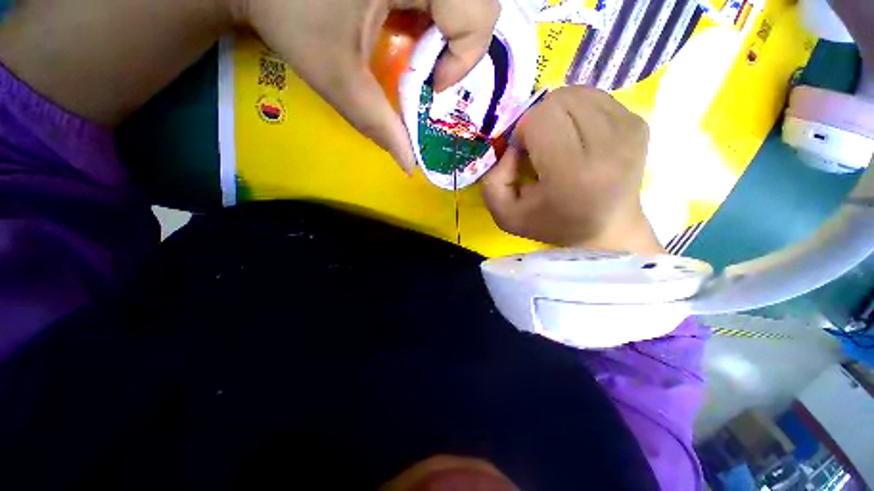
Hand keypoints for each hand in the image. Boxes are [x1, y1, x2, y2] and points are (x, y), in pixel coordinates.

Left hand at [237, 0, 500, 172]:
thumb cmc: (289, 14)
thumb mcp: (338, 76)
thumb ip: (378, 124)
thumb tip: (409, 166)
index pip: (478, 15)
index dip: (462, 59)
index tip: (431, 83)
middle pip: (479, 5)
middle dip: (460, 46)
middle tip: (428, 68)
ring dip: (447, 32)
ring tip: (415, 49)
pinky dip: (434, 15)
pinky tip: (407, 26)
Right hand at [482, 86, 663, 254]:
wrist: (606, 229)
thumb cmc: (552, 225)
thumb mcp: (505, 214)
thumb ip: (493, 180)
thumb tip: (513, 144)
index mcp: (572, 173)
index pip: (540, 118)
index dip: (523, 132)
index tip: (525, 155)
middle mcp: (608, 146)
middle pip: (558, 100)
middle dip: (539, 120)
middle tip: (541, 148)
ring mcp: (630, 129)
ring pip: (576, 93)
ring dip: (558, 114)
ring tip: (559, 142)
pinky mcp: (639, 122)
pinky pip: (594, 97)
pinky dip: (578, 112)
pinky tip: (578, 137)